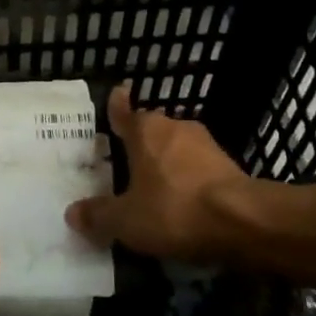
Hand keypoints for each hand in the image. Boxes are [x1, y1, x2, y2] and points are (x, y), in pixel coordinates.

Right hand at [65, 86, 250, 261]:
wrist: (244, 222)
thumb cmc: (174, 210)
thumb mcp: (127, 220)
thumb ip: (99, 216)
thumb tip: (72, 213)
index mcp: (145, 131)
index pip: (124, 111)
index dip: (117, 105)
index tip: (117, 93)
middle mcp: (175, 127)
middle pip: (151, 130)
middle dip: (140, 142)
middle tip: (126, 159)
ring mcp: (206, 145)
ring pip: (177, 148)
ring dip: (167, 162)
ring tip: (155, 185)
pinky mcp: (230, 166)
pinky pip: (198, 169)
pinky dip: (189, 180)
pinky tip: (184, 202)